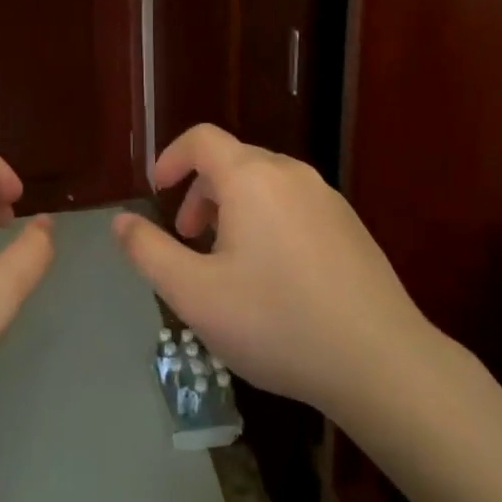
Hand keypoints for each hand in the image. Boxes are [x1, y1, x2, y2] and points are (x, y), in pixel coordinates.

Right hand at [112, 124, 435, 418]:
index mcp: (251, 178)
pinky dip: (267, 220)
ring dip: (233, 208)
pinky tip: (274, 277)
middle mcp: (291, 174)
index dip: (170, 158)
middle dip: (200, 192)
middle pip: (233, 161)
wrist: (381, 362)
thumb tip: (120, 221)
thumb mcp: (195, 294)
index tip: (156, 191)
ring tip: (227, 262)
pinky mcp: (350, 226)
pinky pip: (294, 205)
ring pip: (265, 184)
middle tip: (188, 240)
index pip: (201, 139)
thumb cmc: (277, 322)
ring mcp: (327, 198)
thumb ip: (149, 252)